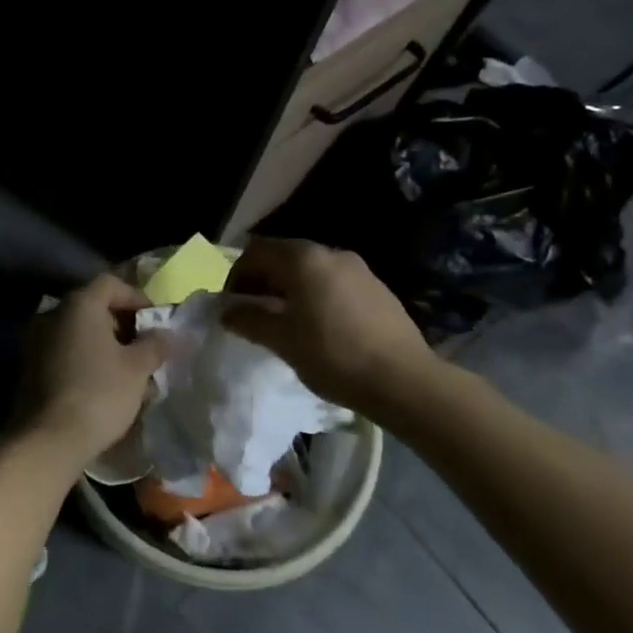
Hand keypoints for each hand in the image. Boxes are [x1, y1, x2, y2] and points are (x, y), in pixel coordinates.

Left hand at [13, 273, 166, 473]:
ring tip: (127, 372)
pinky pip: (63, 351)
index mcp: (79, 304)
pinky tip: (102, 385)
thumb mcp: (137, 369)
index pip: (111, 283)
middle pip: (93, 306)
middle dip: (122, 324)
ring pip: (78, 331)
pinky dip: (84, 359)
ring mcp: (36, 339)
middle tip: (144, 348)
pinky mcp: (29, 366)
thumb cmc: (99, 394)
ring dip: (103, 344)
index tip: (155, 322)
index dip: (137, 298)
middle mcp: (53, 313)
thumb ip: (154, 345)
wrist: (48, 440)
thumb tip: (165, 334)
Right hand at [223, 237, 441, 423]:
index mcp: (303, 259)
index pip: (256, 251)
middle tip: (254, 313)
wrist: (405, 381)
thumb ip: (249, 320)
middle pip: (284, 256)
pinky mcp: (378, 289)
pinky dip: (317, 296)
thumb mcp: (282, 341)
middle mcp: (330, 253)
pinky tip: (320, 328)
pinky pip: (335, 283)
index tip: (232, 304)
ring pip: (311, 270)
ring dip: (291, 289)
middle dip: (264, 281)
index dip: (237, 275)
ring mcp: (359, 269)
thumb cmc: (333, 355)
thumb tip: (226, 312)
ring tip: (286, 322)